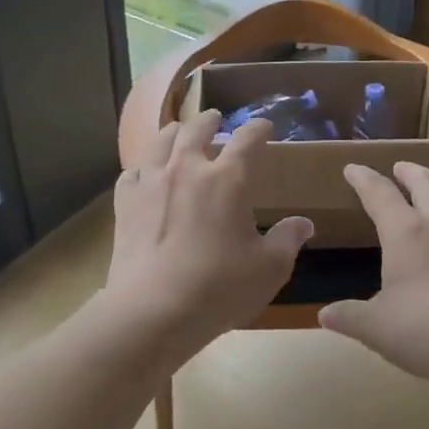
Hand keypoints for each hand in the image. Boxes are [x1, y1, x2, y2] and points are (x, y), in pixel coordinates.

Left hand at [102, 111, 312, 360]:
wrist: (153, 310)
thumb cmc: (219, 288)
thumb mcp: (269, 268)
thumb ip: (287, 240)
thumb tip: (304, 223)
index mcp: (228, 179)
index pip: (248, 139)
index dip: (259, 129)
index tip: (265, 127)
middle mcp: (187, 169)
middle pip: (197, 130)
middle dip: (210, 121)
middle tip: (215, 118)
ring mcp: (151, 183)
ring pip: (160, 143)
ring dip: (173, 133)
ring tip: (177, 131)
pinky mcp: (125, 204)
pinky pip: (132, 173)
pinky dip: (141, 167)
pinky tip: (142, 173)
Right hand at [319, 163, 428, 393]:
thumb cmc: (426, 331)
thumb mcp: (375, 328)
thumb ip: (349, 317)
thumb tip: (325, 316)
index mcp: (406, 233)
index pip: (379, 193)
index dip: (363, 178)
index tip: (353, 168)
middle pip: (426, 182)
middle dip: (410, 171)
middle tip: (400, 168)